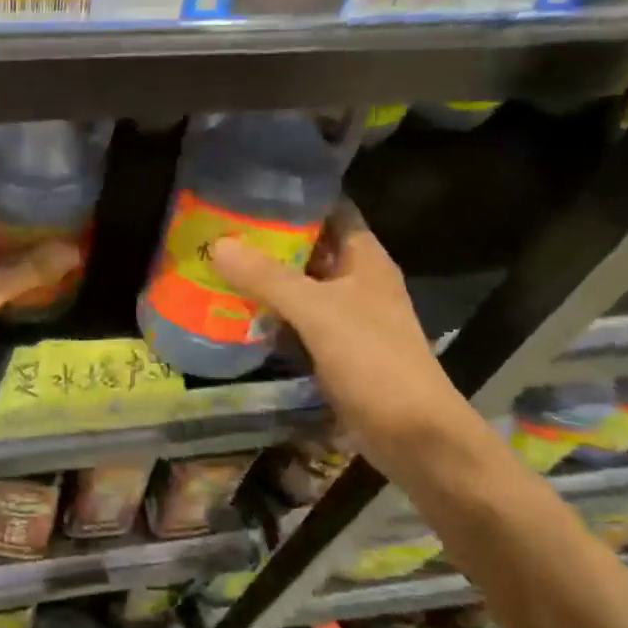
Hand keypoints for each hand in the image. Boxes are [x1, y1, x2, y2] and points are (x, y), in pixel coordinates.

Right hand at [210, 208, 466, 447]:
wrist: (413, 435)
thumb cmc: (374, 361)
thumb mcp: (319, 312)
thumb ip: (268, 278)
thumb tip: (218, 244)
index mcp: (365, 259)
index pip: (331, 211)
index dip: (294, 199)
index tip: (247, 192)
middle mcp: (356, 282)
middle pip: (309, 249)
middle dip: (267, 240)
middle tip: (216, 229)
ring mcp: (345, 317)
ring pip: (298, 287)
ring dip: (263, 279)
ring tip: (214, 263)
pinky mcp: (333, 349)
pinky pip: (295, 321)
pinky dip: (268, 315)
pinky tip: (232, 311)